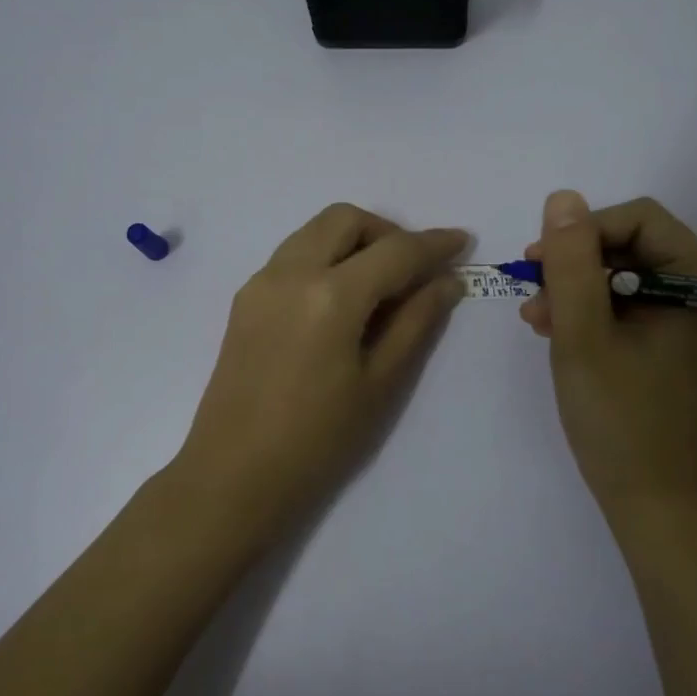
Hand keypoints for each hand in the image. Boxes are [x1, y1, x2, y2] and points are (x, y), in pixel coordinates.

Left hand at [175, 203, 468, 528]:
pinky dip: (325, 258)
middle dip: (387, 232)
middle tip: (413, 271)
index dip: (434, 244)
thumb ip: (417, 321)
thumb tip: (448, 280)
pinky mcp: (245, 300)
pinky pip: (293, 256)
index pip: (394, 251)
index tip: (462, 241)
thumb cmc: (319, 440)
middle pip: (345, 219)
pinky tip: (341, 302)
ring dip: (353, 241)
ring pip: (314, 231)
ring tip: (380, 286)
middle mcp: (290, 272)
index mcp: (330, 294)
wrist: (234, 475)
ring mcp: (261, 283)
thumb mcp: (381, 383)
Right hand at [520, 192, 696, 505]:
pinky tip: (552, 328)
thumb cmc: (616, 416)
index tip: (542, 259)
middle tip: (533, 287)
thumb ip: (571, 263)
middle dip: (576, 262)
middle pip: (632, 245)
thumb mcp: (582, 334)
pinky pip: (626, 306)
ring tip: (536, 316)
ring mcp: (687, 322)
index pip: (643, 221)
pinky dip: (588, 311)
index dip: (588, 230)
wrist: (645, 497)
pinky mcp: (670, 344)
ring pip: (623, 275)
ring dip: (575, 287)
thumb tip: (563, 199)